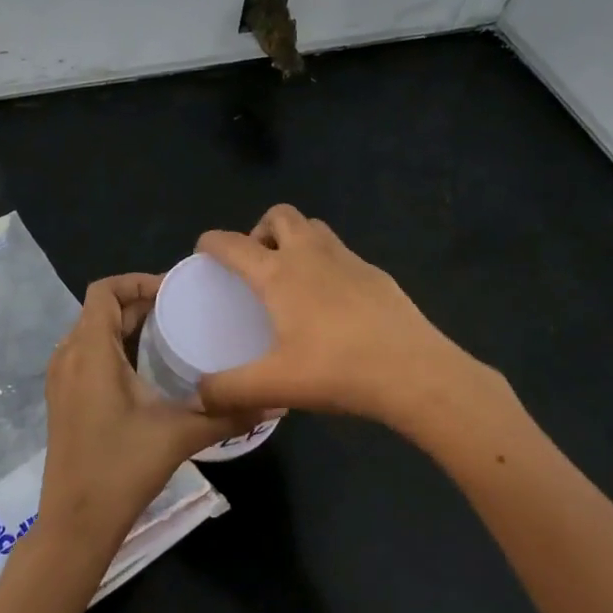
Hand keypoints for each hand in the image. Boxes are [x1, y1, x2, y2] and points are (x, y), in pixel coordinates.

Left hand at [38, 274, 249, 554]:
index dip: (137, 281)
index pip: (104, 290)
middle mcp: (68, 356)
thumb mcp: (179, 435)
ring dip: (125, 325)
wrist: (75, 523)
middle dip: (139, 303)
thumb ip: (227, 414)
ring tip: (168, 333)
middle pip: (100, 309)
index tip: (174, 292)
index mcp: (90, 350)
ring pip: (92, 331)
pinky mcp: (62, 399)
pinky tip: (145, 369)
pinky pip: (86, 354)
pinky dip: (113, 347)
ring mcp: (60, 379)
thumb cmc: (121, 468)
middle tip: (182, 311)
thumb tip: (275, 402)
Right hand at [195, 205, 486, 424]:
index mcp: (278, 274)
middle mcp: (311, 255)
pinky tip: (333, 304)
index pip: (233, 243)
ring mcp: (349, 260)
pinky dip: (327, 264)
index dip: (211, 242)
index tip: (204, 252)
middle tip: (257, 265)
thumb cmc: (337, 370)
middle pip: (280, 215)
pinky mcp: (377, 275)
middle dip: (261, 230)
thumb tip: (197, 397)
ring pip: (314, 228)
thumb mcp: (275, 385)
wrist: (415, 373)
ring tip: (292, 279)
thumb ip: (229, 390)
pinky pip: (342, 254)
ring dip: (296, 240)